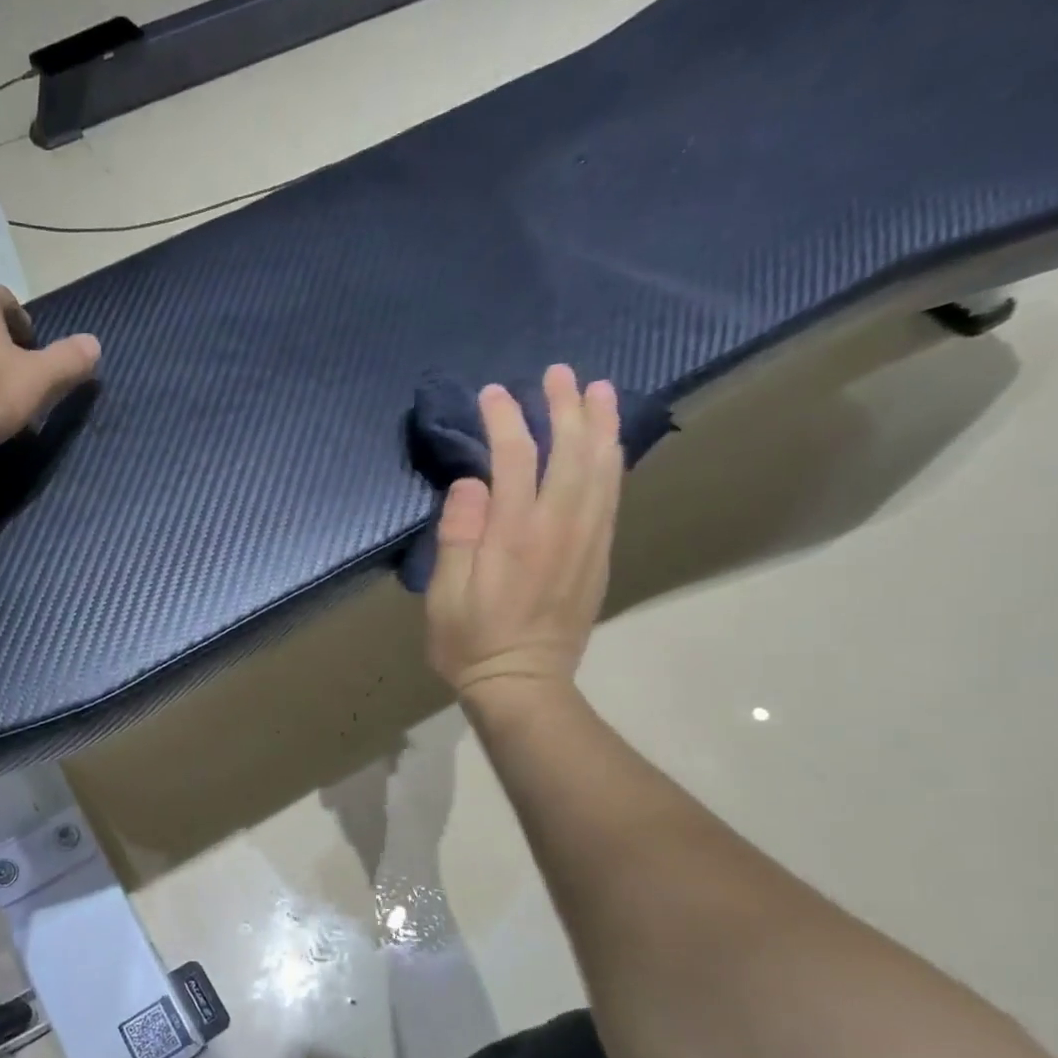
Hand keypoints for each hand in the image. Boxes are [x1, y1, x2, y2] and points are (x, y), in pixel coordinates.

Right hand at [425, 365, 622, 712]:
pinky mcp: (598, 557)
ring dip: (600, 425)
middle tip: (559, 373)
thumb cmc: (470, 643)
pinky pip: (612, 497)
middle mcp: (558, 529)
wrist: (523, 685)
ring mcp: (585, 542)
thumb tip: (471, 484)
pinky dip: (613, 461)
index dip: (505, 420)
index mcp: (514, 536)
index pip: (516, 459)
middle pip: (571, 453)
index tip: (492, 394)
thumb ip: (458, 535)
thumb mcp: (445, 595)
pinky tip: (610, 444)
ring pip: (602, 470)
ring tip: (599, 389)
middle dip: (565, 407)